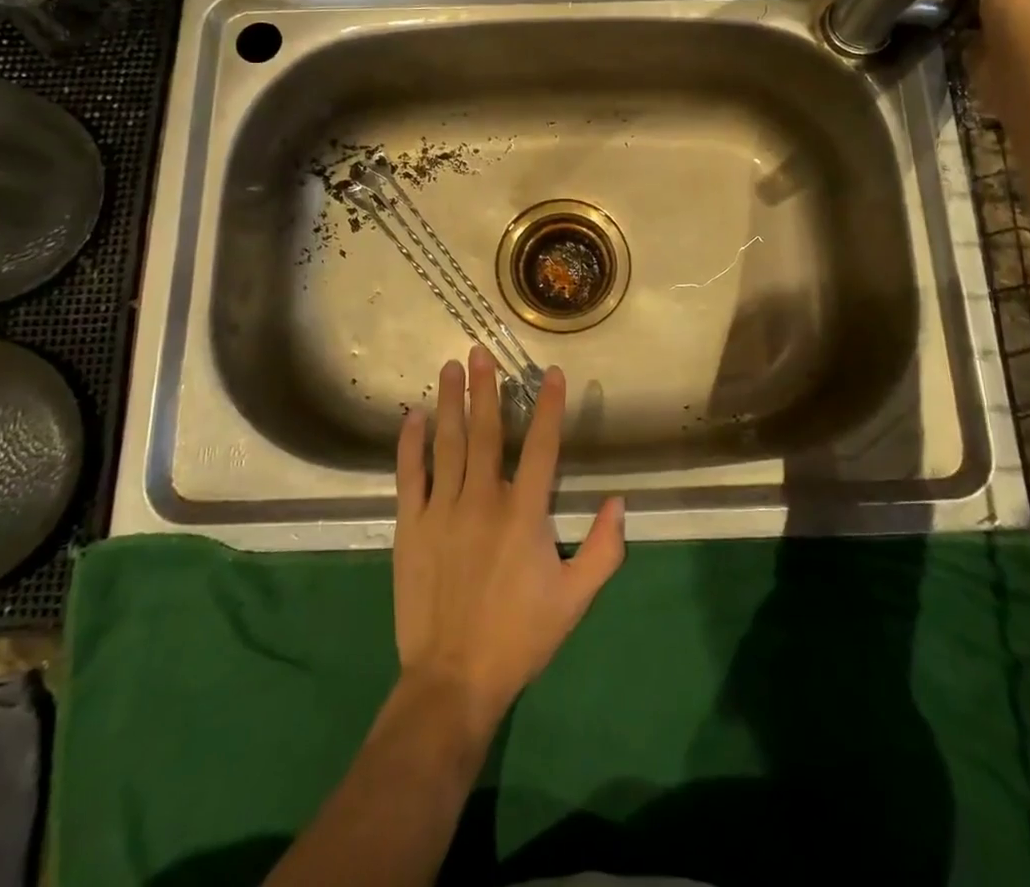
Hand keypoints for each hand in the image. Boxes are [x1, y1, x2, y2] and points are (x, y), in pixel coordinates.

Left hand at [392, 347, 624, 740]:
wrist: (453, 679)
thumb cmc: (519, 637)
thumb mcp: (575, 599)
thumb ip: (604, 549)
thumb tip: (620, 501)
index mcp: (524, 514)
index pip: (541, 447)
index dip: (550, 407)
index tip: (551, 373)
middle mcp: (482, 500)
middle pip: (486, 432)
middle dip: (486, 387)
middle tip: (481, 350)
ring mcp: (442, 510)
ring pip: (447, 443)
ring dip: (449, 402)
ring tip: (449, 367)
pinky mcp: (410, 525)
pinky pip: (409, 474)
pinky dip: (409, 443)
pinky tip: (411, 416)